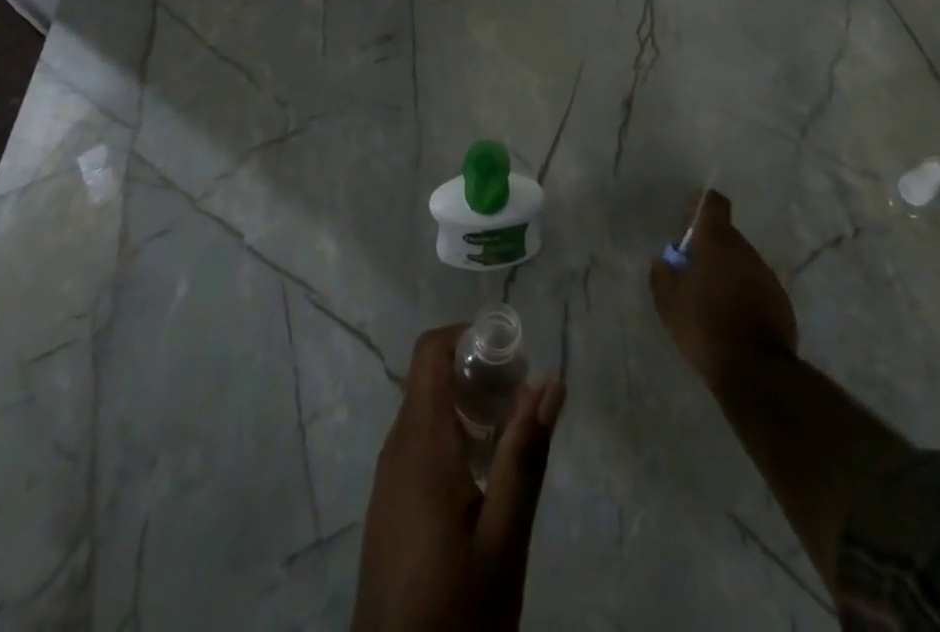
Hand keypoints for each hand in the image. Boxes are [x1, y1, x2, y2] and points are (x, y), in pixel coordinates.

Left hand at [353, 325, 566, 631]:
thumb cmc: (455, 610)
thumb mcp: (503, 539)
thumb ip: (524, 456)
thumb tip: (551, 383)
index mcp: (421, 441)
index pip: (431, 350)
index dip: (469, 336)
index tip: (512, 359)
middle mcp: (397, 445)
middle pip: (432, 376)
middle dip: (478, 373)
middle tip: (522, 401)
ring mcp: (388, 475)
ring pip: (427, 408)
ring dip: (468, 405)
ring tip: (511, 437)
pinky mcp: (389, 502)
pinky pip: (420, 441)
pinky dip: (453, 434)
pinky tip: (483, 475)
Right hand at [649, 190, 798, 390]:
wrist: (756, 371)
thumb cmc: (705, 327)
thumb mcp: (669, 304)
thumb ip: (662, 276)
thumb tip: (662, 261)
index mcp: (716, 242)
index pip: (713, 204)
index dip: (701, 206)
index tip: (689, 220)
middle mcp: (744, 250)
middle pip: (727, 234)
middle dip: (710, 246)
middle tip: (693, 269)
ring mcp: (766, 275)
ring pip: (742, 261)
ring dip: (728, 270)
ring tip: (712, 297)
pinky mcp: (781, 300)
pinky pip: (756, 285)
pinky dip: (744, 292)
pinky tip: (732, 316)